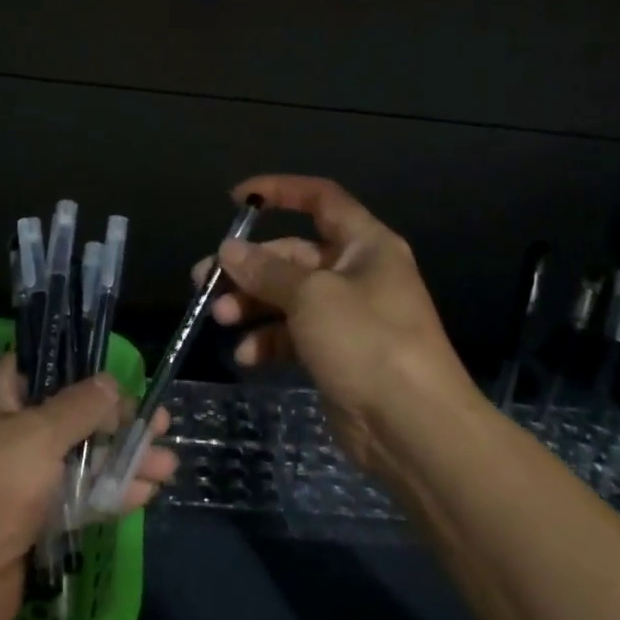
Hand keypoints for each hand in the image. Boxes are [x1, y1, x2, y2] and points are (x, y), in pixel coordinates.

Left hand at [0, 356, 176, 619]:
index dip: (87, 372)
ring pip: (79, 458)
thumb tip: (111, 383)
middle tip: (162, 425)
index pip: (46, 368)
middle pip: (71, 416)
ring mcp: (17, 478)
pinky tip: (146, 493)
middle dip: (118, 422)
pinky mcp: (28, 521)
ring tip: (169, 465)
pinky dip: (108, 493)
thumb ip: (81, 406)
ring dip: (122, 460)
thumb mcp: (38, 434)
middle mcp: (5, 430)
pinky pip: (75, 497)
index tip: (127, 382)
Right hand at [197, 174, 476, 474]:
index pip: (320, 199)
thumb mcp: (312, 296)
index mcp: (365, 245)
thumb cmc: (367, 342)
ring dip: (251, 303)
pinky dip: (268, 341)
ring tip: (218, 317)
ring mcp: (347, 317)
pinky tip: (246, 356)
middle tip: (204, 280)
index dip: (280, 191)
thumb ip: (266, 270)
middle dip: (249, 266)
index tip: (237, 200)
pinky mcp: (337, 354)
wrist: (415, 429)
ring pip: (288, 296)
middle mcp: (357, 274)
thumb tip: (229, 250)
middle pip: (293, 255)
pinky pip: (294, 335)